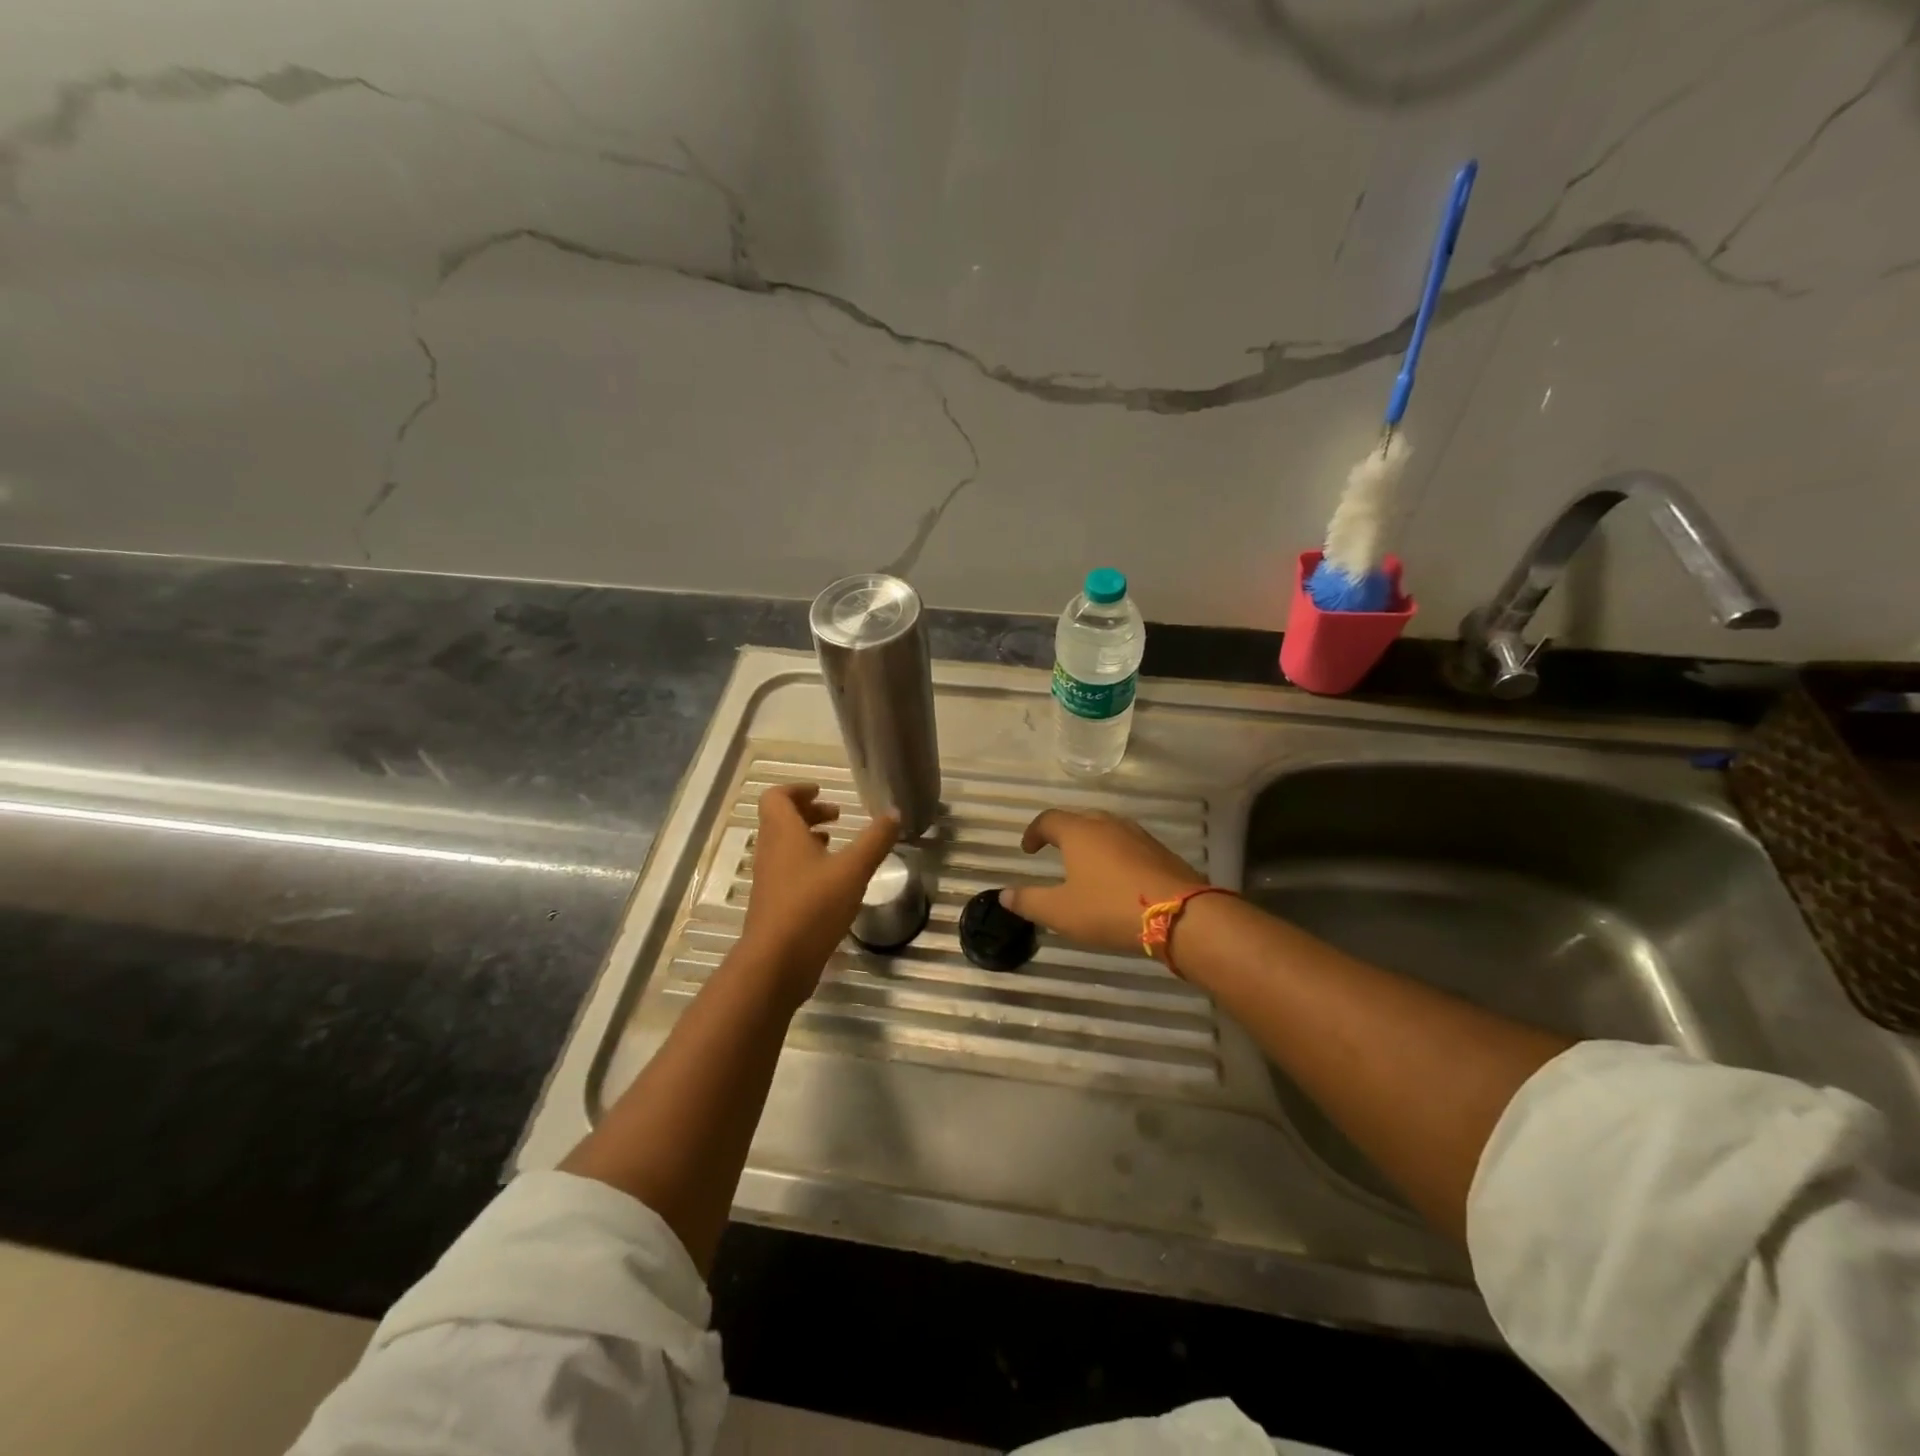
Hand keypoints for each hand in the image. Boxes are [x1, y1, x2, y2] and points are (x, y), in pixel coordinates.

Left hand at [739, 783, 898, 1006]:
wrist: (776, 964)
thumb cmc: (812, 907)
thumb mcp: (853, 870)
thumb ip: (875, 840)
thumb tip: (894, 813)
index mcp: (783, 834)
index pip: (776, 797)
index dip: (798, 790)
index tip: (823, 792)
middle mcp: (770, 852)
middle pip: (780, 820)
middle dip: (808, 813)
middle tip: (837, 816)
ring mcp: (769, 881)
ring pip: (784, 847)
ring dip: (807, 839)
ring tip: (836, 845)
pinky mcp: (773, 905)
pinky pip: (787, 872)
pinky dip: (807, 865)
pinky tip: (832, 882)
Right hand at [999, 809, 1206, 954]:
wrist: (1181, 915)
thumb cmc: (1110, 909)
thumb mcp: (1061, 912)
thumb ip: (1029, 901)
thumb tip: (1003, 895)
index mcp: (1079, 832)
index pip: (1049, 820)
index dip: (1034, 832)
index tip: (1027, 849)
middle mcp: (1108, 824)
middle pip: (1080, 819)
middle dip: (1064, 833)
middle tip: (1055, 852)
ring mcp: (1138, 835)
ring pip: (1108, 830)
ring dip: (1092, 842)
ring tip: (1086, 864)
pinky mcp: (1161, 851)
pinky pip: (1129, 845)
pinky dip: (1116, 854)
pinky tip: (1118, 878)